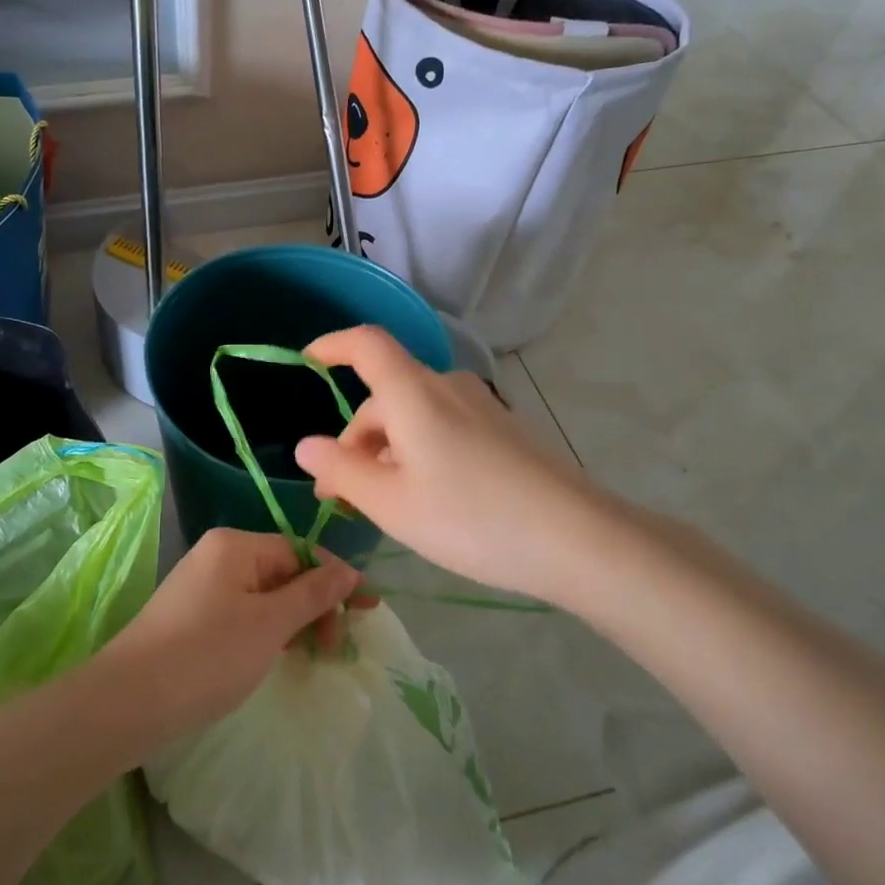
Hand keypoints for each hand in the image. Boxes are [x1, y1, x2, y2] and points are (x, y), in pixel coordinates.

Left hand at [100, 529, 365, 741]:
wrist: (129, 700)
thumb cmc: (208, 655)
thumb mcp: (270, 624)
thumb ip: (313, 594)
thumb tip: (349, 570)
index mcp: (236, 545)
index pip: (301, 551)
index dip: (336, 579)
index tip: (368, 609)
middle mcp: (219, 556)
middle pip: (284, 571)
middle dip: (316, 604)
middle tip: (337, 646)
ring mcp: (203, 586)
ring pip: (266, 596)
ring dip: (295, 621)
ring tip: (314, 655)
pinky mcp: (194, 616)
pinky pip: (245, 613)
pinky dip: (269, 631)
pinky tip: (281, 656)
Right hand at [293, 326, 602, 604]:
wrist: (578, 540)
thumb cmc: (471, 518)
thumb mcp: (391, 503)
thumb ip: (341, 471)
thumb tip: (306, 447)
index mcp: (414, 393)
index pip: (366, 344)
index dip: (332, 345)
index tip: (307, 362)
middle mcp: (448, 387)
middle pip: (386, 396)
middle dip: (355, 439)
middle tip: (341, 495)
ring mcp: (481, 408)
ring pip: (414, 416)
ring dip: (387, 451)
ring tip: (383, 505)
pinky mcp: (504, 430)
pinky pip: (444, 428)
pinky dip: (419, 453)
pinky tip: (428, 500)